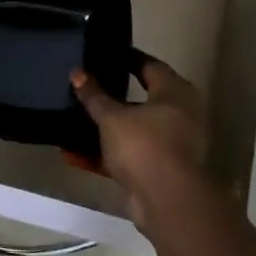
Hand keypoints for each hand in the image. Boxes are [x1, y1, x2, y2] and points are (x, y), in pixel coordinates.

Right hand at [70, 58, 208, 226]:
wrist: (166, 200)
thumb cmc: (144, 144)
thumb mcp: (112, 117)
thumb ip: (94, 95)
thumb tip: (77, 72)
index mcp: (174, 93)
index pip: (150, 66)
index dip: (128, 59)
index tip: (106, 55)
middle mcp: (179, 115)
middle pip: (143, 99)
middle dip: (115, 96)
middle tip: (89, 86)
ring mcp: (171, 144)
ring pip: (134, 129)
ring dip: (108, 128)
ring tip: (77, 119)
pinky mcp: (159, 170)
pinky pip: (128, 155)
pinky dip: (106, 154)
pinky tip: (76, 154)